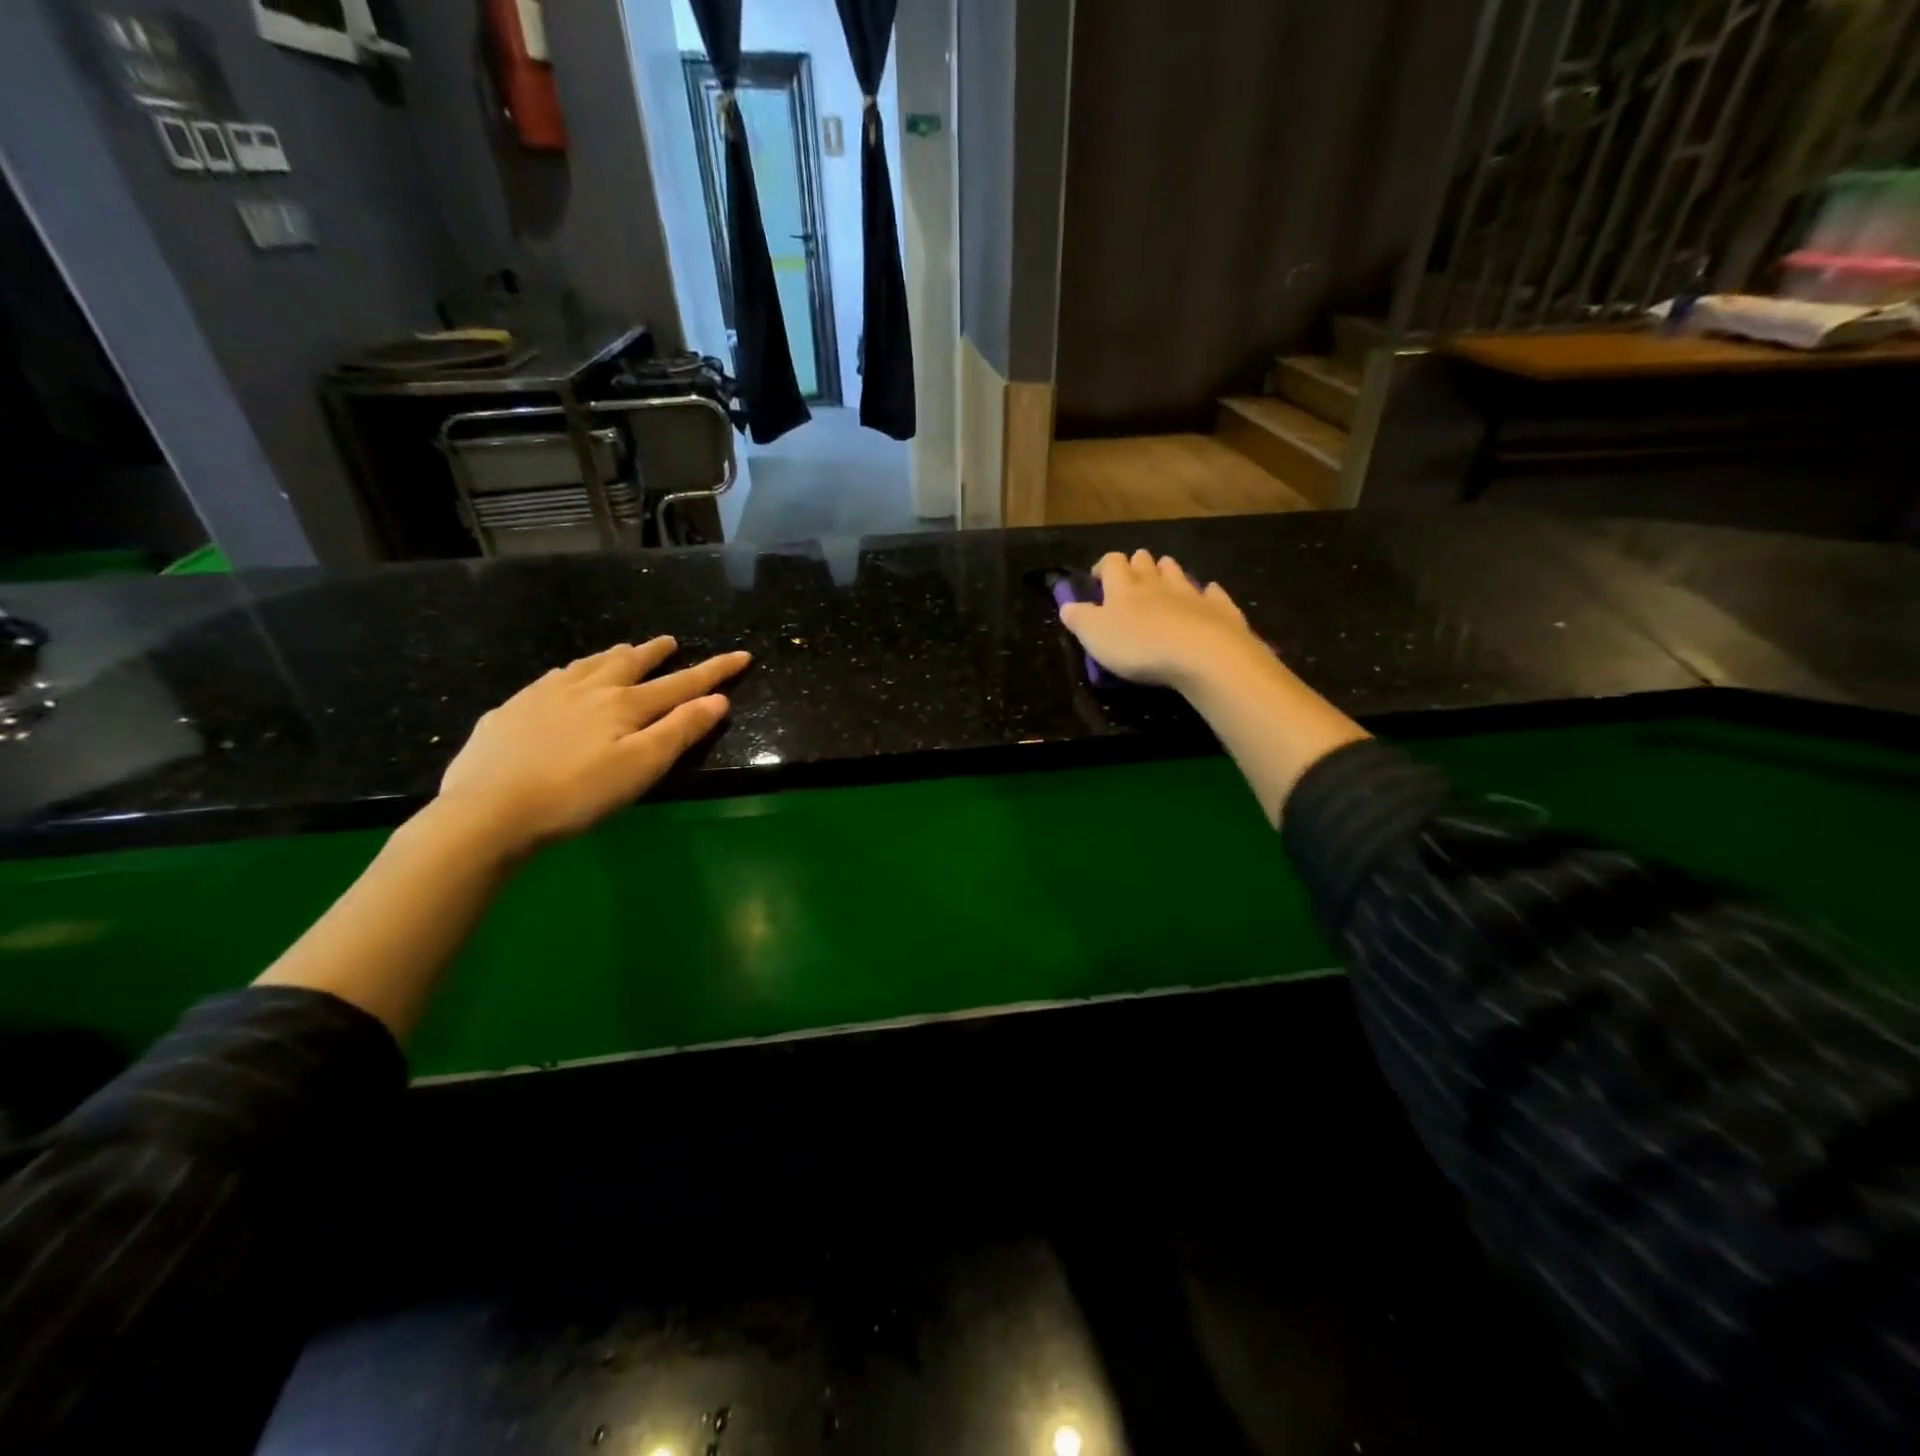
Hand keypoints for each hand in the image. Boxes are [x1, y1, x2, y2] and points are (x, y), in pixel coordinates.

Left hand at [436, 637, 749, 852]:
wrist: (487, 810)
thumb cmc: (576, 794)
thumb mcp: (640, 767)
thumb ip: (681, 731)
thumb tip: (719, 699)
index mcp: (624, 705)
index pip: (681, 683)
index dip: (714, 670)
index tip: (742, 655)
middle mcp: (587, 690)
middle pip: (629, 663)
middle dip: (655, 653)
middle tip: (670, 641)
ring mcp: (544, 695)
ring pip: (588, 665)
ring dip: (613, 655)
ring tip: (624, 649)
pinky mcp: (511, 710)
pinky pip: (550, 679)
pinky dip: (570, 671)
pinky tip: (563, 678)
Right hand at [1058, 550, 1266, 691]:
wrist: (1202, 654)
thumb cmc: (1139, 645)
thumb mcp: (1095, 636)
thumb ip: (1079, 619)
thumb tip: (1066, 605)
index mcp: (1123, 587)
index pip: (1111, 562)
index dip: (1103, 567)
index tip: (1097, 580)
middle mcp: (1157, 582)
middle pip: (1145, 562)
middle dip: (1137, 565)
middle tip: (1130, 581)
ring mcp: (1191, 592)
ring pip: (1176, 572)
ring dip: (1167, 573)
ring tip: (1163, 583)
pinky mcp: (1219, 608)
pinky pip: (1212, 593)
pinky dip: (1206, 593)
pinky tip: (1207, 596)